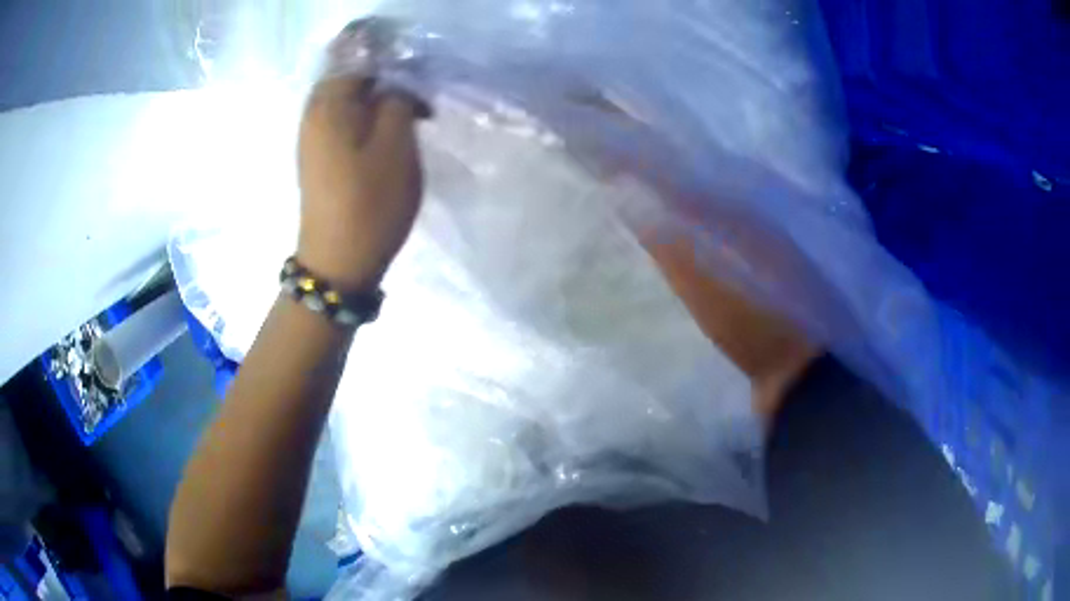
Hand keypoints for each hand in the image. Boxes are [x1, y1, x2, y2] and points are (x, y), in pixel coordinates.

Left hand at [297, 71, 423, 291]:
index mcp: (328, 102)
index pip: (359, 54)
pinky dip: (368, 119)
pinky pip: (344, 120)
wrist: (338, 262)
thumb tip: (396, 83)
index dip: (394, 57)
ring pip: (350, 98)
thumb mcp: (396, 144)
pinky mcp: (318, 156)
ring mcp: (312, 135)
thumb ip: (398, 99)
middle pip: (352, 74)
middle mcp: (313, 112)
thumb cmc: (370, 202)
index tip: (421, 77)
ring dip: (380, 100)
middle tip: (419, 99)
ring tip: (410, 117)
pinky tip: (388, 135)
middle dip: (388, 78)